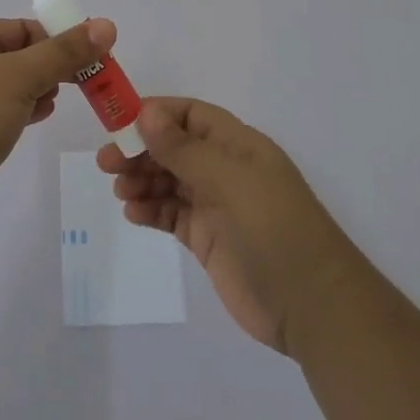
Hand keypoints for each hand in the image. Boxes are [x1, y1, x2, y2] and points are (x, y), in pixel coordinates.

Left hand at [0, 16, 115, 232]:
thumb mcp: (22, 76)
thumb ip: (65, 52)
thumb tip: (106, 25)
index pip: (18, 28)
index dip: (54, 37)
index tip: (86, 56)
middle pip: (14, 56)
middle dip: (48, 65)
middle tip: (80, 80)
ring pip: (7, 86)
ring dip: (35, 89)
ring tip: (56, 99)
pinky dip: (21, 111)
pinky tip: (38, 118)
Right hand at [99, 97, 361, 354]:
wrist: (312, 306)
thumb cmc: (274, 229)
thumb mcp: (229, 180)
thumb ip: (184, 149)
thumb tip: (147, 112)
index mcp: (237, 145)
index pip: (190, 114)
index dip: (155, 114)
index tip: (119, 122)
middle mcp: (226, 169)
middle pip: (174, 147)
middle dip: (140, 149)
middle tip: (106, 163)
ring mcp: (217, 205)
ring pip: (169, 180)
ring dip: (142, 180)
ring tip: (119, 191)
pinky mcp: (208, 239)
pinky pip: (172, 214)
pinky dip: (151, 210)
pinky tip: (133, 213)